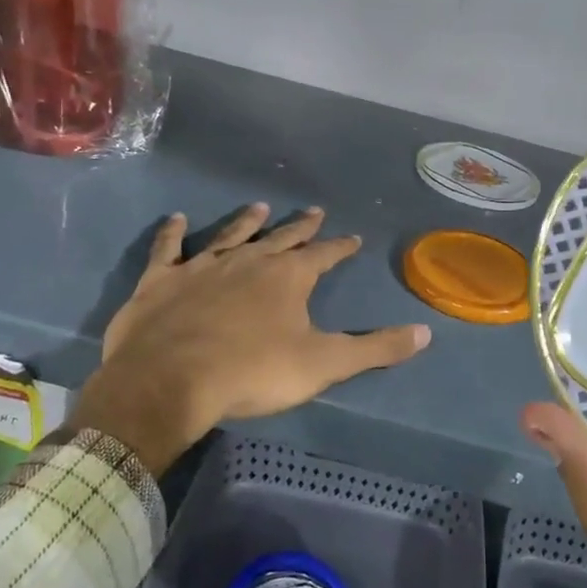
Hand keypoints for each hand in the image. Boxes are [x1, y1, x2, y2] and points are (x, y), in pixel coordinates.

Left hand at [71, 203, 430, 474]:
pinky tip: (175, 219)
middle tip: (314, 210)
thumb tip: (425, 334)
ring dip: (246, 221)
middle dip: (301, 226)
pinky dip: (172, 233)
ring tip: (259, 206)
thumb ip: (375, 349)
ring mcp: (202, 266)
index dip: (340, 247)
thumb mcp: (324, 364)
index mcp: (288, 277)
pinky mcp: (162, 281)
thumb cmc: (253, 371)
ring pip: (230, 235)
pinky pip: (169, 249)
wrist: (169, 381)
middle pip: (281, 238)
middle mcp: (249, 261)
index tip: (352, 238)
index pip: (324, 255)